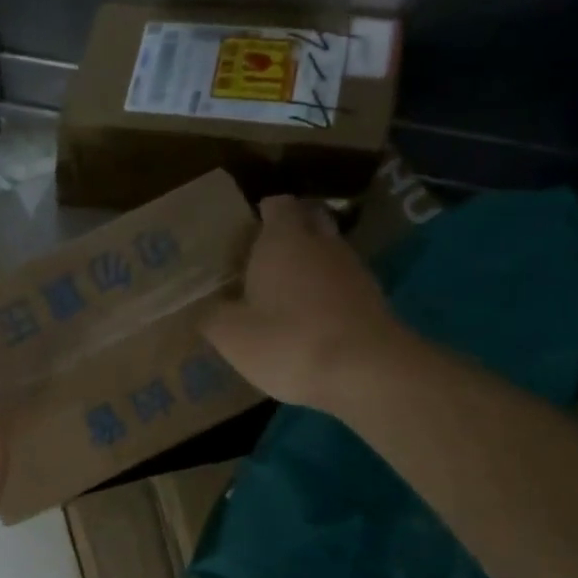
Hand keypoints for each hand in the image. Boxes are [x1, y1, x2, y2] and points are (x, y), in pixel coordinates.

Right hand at [203, 195, 414, 409]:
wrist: (366, 372)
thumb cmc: (287, 341)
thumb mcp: (231, 335)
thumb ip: (213, 316)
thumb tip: (205, 309)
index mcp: (283, 239)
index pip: (277, 205)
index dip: (262, 213)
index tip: (246, 231)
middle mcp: (322, 244)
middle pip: (309, 222)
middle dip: (290, 232)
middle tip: (262, 258)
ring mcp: (353, 270)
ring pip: (327, 254)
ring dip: (308, 266)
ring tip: (282, 292)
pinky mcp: (372, 300)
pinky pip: (341, 285)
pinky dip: (325, 294)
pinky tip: (308, 320)